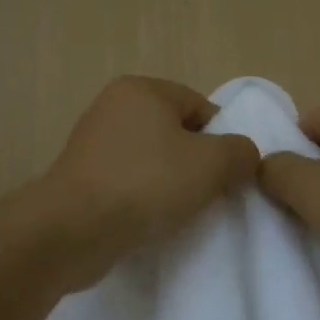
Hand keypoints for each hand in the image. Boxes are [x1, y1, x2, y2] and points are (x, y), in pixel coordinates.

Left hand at [36, 76, 259, 287]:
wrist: (75, 230)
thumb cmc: (147, 184)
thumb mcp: (212, 164)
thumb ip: (241, 152)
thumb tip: (244, 155)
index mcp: (142, 89)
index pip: (200, 106)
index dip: (222, 139)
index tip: (227, 173)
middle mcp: (112, 107)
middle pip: (176, 133)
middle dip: (196, 163)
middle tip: (208, 194)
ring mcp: (92, 144)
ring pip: (152, 160)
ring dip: (170, 184)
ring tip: (179, 211)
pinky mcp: (81, 178)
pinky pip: (128, 182)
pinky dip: (143, 199)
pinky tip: (150, 221)